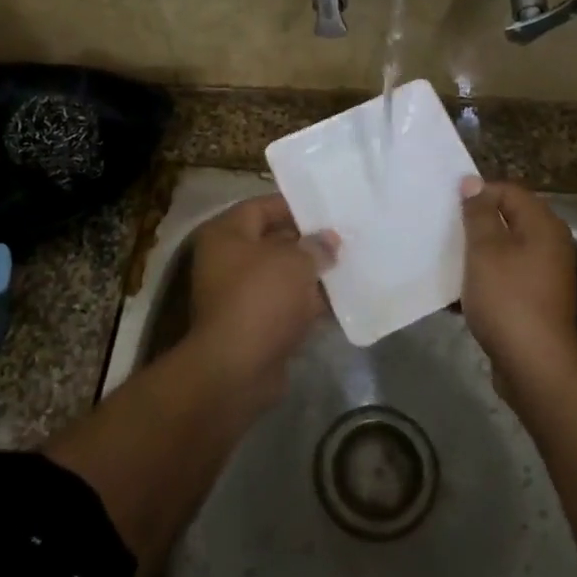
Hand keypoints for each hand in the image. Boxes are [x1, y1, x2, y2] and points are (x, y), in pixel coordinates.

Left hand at [187, 193, 336, 394]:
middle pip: (273, 242)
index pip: (261, 207)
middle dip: (308, 242)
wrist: (238, 369)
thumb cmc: (261, 298)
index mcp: (226, 235)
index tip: (327, 210)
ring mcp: (240, 295)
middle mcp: (227, 261)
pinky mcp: (254, 325)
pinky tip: (342, 300)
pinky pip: (286, 305)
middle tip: (345, 239)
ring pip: (282, 276)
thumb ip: (316, 246)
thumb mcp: (295, 262)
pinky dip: (309, 304)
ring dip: (312, 274)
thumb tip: (329, 240)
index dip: (294, 206)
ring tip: (350, 266)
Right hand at [459, 177, 576, 390]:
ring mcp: (544, 275)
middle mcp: (550, 245)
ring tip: (446, 260)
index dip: (478, 194)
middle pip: (508, 220)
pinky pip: (505, 278)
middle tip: (444, 231)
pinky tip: (458, 292)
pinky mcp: (534, 300)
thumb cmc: (508, 299)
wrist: (534, 364)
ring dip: (476, 254)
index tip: (448, 208)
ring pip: (504, 251)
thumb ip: (478, 213)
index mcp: (543, 225)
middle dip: (474, 224)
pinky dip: (484, 280)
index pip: (509, 191)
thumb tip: (472, 182)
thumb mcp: (485, 250)